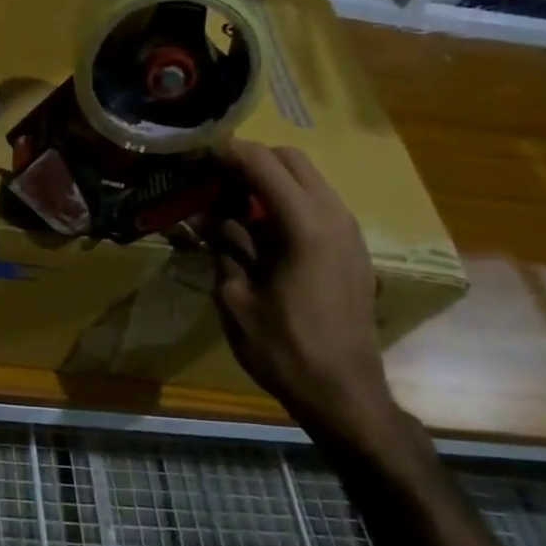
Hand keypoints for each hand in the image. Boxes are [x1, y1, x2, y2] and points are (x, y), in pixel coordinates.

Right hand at [210, 139, 414, 461]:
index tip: (193, 153)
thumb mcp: (236, 297)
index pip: (262, 164)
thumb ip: (225, 246)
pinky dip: (285, 202)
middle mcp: (334, 217)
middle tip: (210, 179)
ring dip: (268, 181)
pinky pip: (316, 205)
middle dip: (249, 160)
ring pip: (307, 180)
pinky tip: (257, 230)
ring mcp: (348, 233)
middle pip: (291, 160)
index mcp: (305, 226)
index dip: (225, 152)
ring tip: (228, 203)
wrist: (344, 393)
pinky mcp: (351, 250)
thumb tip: (211, 217)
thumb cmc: (283, 348)